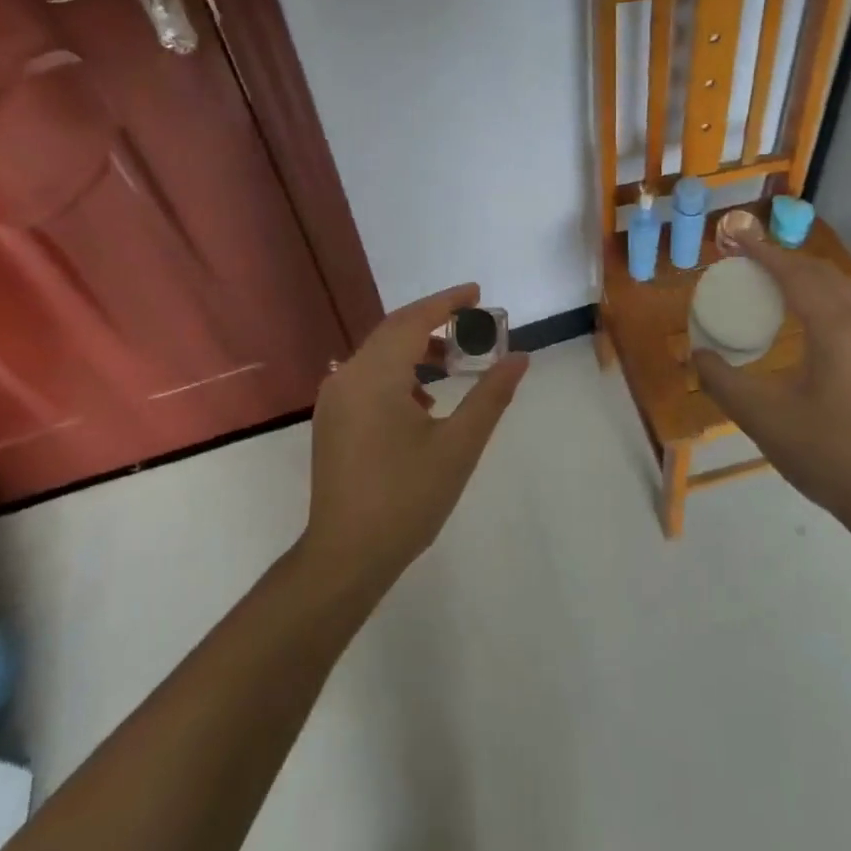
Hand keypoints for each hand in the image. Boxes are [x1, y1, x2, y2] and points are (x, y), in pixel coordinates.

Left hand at [301, 284, 528, 588]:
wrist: (345, 558)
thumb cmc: (406, 499)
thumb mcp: (458, 446)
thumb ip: (490, 396)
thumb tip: (519, 358)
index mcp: (375, 376)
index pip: (413, 320)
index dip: (447, 302)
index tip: (477, 293)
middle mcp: (347, 377)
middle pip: (394, 331)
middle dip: (434, 323)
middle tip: (474, 323)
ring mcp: (334, 399)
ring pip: (379, 354)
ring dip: (417, 349)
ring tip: (454, 364)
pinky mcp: (331, 420)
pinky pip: (368, 377)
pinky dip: (399, 373)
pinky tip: (423, 401)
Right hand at [692, 233, 850, 519]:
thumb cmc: (824, 452)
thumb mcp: (761, 416)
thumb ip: (723, 381)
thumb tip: (699, 356)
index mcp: (835, 329)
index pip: (795, 275)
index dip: (762, 254)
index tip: (735, 239)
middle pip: (825, 275)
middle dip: (786, 261)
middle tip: (751, 261)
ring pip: (849, 289)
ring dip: (813, 277)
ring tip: (783, 283)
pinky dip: (832, 296)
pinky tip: (816, 320)